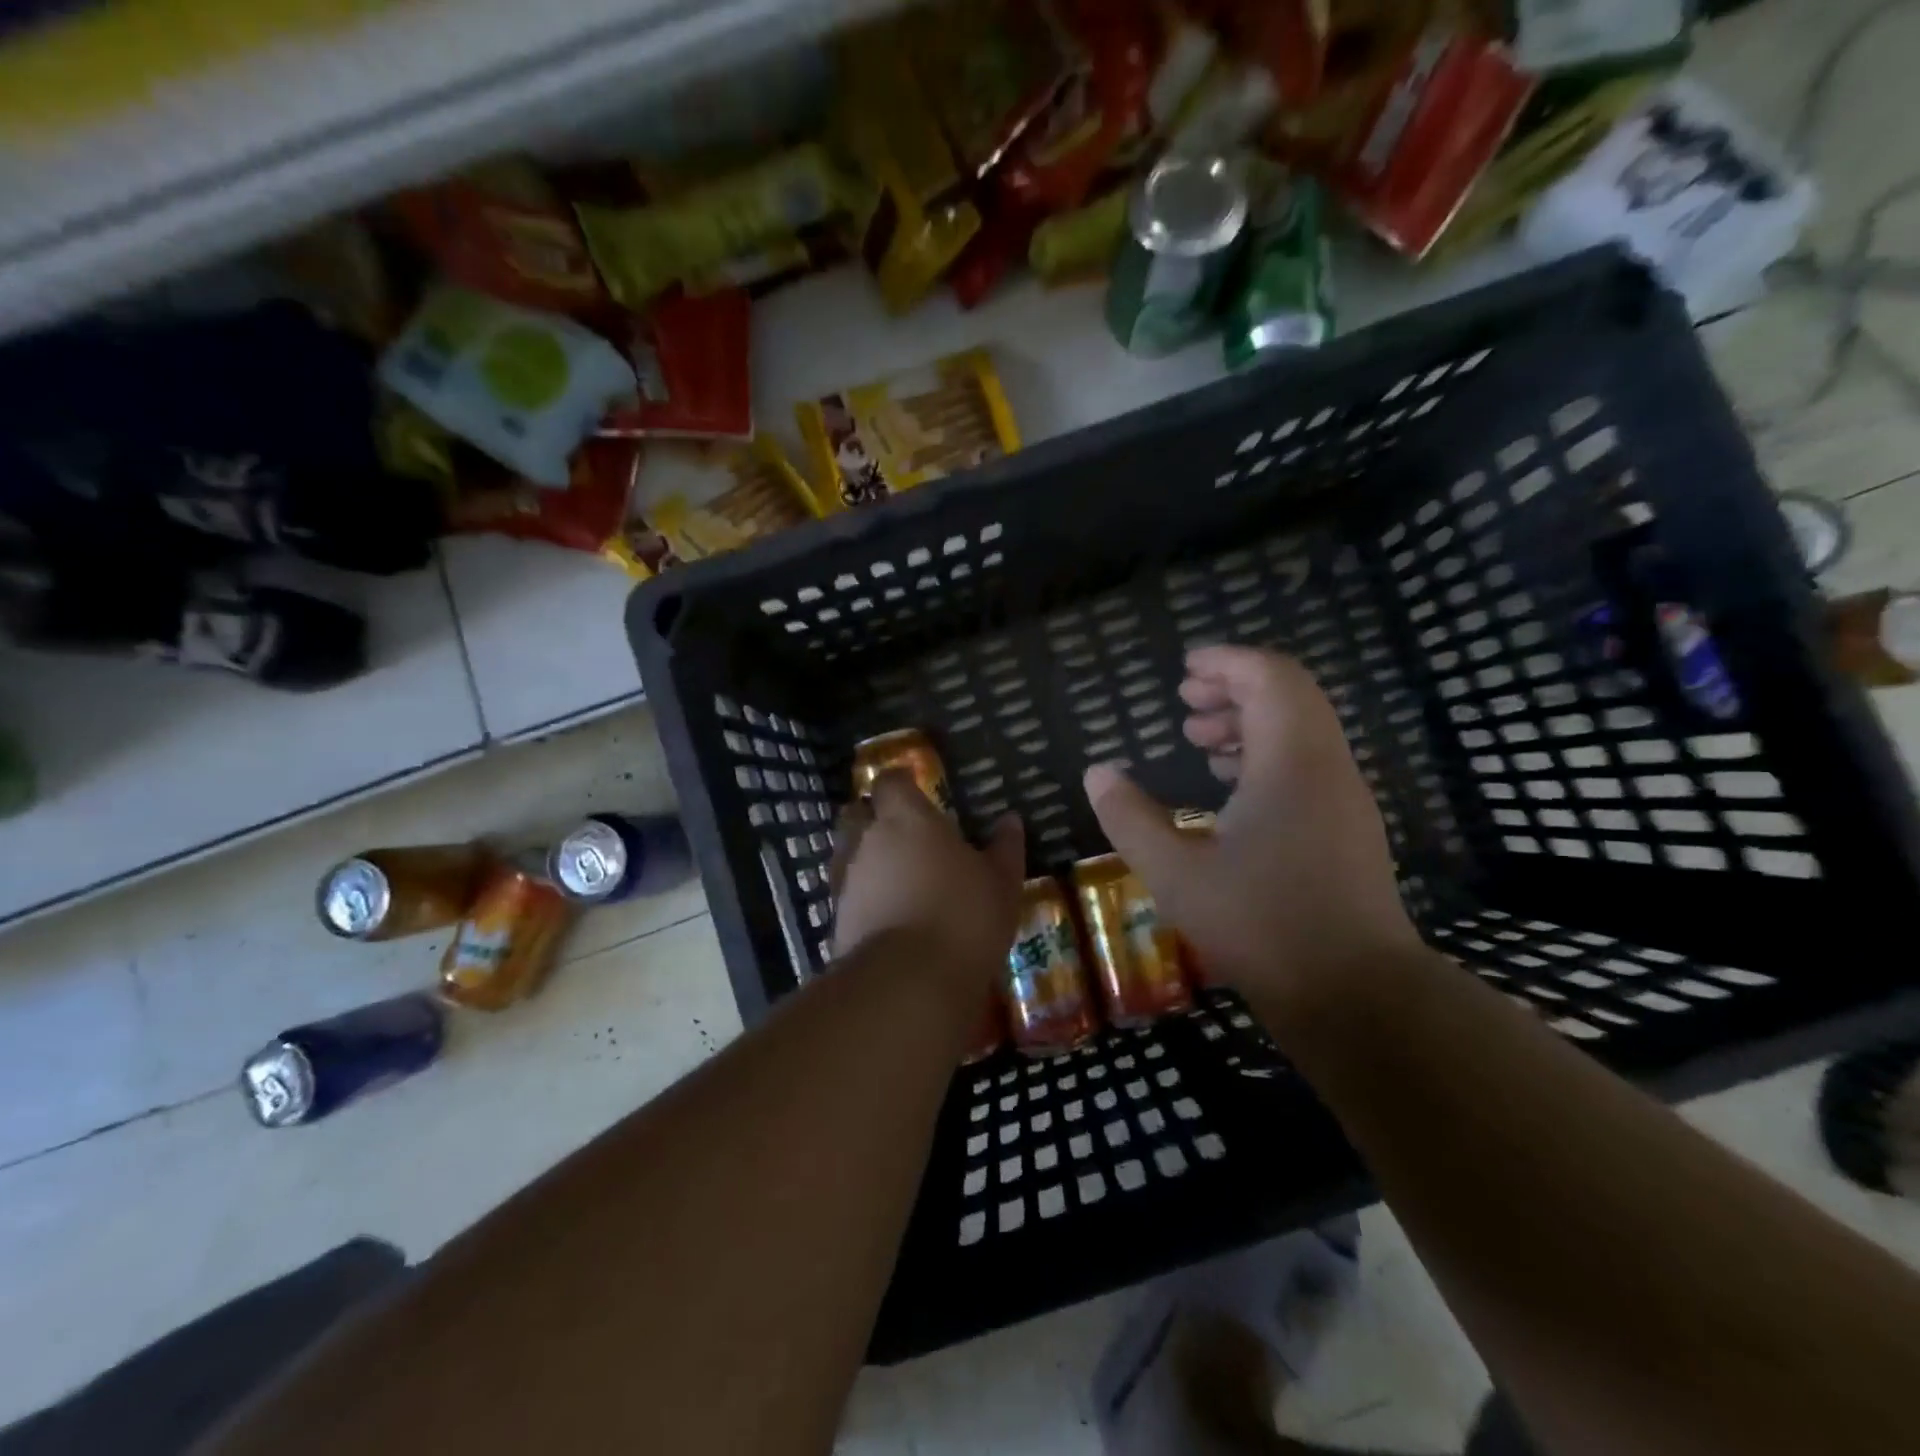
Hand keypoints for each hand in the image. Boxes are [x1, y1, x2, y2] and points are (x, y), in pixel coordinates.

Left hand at [828, 771, 1025, 995]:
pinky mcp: (837, 919)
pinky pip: (848, 893)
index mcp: (906, 818)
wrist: (909, 983)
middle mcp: (868, 840)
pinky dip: (863, 895)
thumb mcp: (1001, 882)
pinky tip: (886, 912)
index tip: (914, 786)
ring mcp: (847, 880)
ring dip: (865, 857)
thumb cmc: (964, 916)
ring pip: (847, 854)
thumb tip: (1010, 820)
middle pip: (856, 813)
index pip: (890, 781)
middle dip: (871, 816)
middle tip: (900, 830)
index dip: (899, 781)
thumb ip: (1004, 848)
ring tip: (895, 875)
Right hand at [1083, 645, 1421, 1022]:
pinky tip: (1228, 790)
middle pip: (1289, 697)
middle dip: (1235, 688)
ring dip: (1250, 723)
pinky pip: (1308, 765)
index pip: (1271, 677)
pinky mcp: (1348, 829)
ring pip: (1301, 732)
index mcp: (1292, 761)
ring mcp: (1345, 799)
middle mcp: (1327, 767)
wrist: (1356, 995)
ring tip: (1199, 742)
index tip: (1185, 670)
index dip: (1228, 663)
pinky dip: (1266, 757)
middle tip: (1186, 702)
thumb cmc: (1261, 925)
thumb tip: (1097, 772)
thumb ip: (1130, 817)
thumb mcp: (1176, 872)